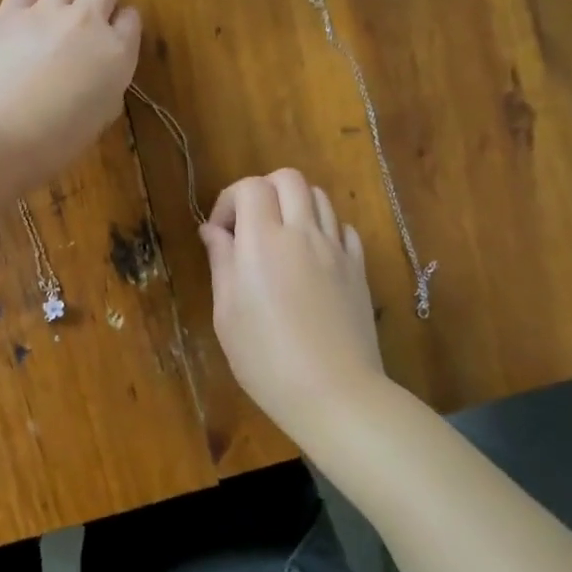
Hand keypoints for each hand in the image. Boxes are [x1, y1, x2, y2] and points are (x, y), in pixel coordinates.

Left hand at [0, 0, 140, 189]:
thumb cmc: (53, 143)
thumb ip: (105, 85)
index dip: (120, 26)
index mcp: (117, 54)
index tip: (110, 38)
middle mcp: (88, 22)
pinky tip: (24, 17)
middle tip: (85, 20)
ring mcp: (47, 11)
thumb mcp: (98, 118)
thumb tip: (96, 71)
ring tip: (55, 11)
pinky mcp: (10, 11)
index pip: (131, 19)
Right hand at [199, 170, 392, 440]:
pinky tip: (312, 257)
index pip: (250, 186)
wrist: (334, 393)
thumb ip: (221, 262)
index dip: (230, 200)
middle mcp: (302, 233)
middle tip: (250, 226)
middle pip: (288, 179)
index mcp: (263, 241)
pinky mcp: (358, 268)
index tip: (220, 233)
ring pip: (319, 196)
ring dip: (295, 206)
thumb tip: (213, 231)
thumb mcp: (227, 313)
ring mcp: (336, 249)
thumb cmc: (266, 358)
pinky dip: (323, 229)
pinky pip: (342, 228)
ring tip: (280, 239)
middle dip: (263, 191)